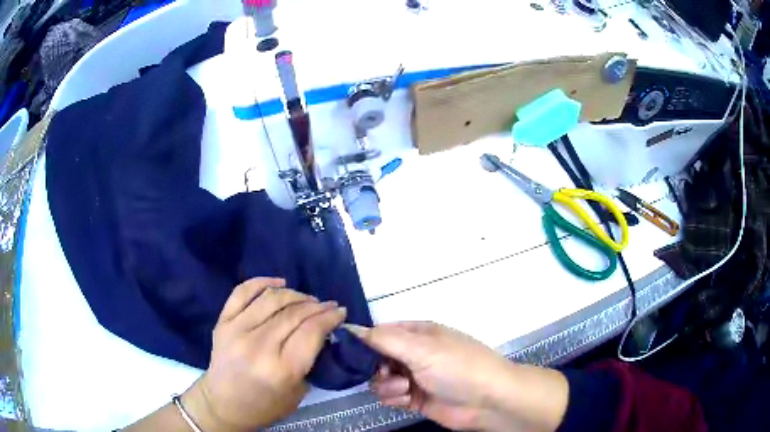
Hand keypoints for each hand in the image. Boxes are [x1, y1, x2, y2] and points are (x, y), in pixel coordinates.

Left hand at [183, 278, 346, 431]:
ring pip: (271, 298)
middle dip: (317, 306)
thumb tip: (322, 332)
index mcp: (281, 369)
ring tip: (306, 299)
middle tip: (328, 305)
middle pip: (294, 313)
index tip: (340, 312)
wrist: (223, 405)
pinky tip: (279, 282)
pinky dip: (262, 282)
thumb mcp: (298, 391)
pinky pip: (242, 292)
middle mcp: (259, 346)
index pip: (311, 331)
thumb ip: (310, 360)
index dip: (330, 317)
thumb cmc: (265, 406)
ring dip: (295, 294)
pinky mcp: (222, 322)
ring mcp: (237, 330)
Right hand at [347, 322, 568, 431]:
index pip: (380, 332)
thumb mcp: (421, 348)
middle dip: (376, 367)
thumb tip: (350, 328)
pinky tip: (408, 399)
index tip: (350, 353)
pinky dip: (394, 397)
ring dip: (387, 385)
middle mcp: (414, 353)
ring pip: (380, 379)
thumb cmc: (457, 367)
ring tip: (405, 389)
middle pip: (377, 358)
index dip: (364, 342)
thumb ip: (383, 340)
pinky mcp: (415, 398)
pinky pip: (390, 395)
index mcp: (418, 333)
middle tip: (386, 373)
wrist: (488, 400)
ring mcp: (415, 376)